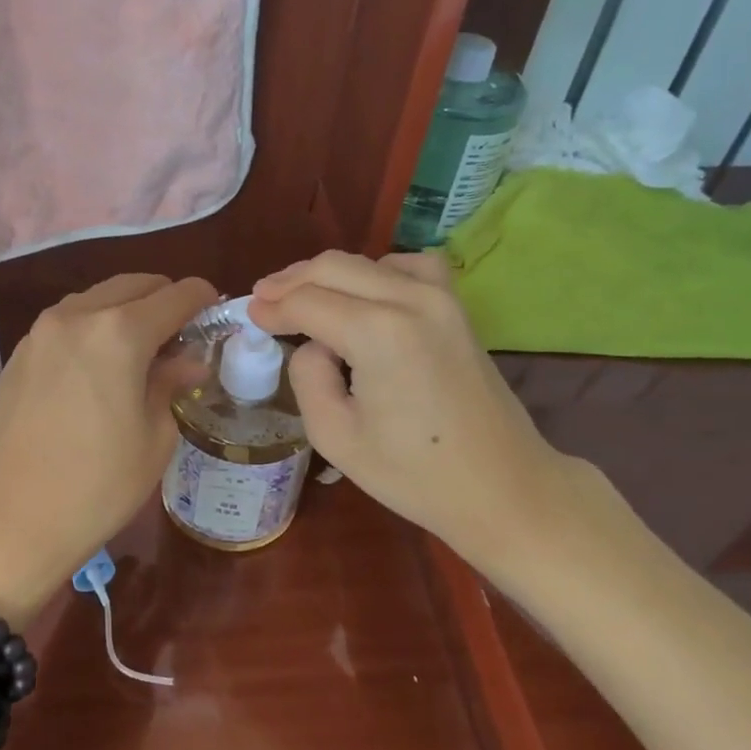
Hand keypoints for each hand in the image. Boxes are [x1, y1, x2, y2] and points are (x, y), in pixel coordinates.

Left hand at [0, 273, 216, 622]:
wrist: (13, 520)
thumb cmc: (99, 485)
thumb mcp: (155, 436)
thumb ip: (172, 382)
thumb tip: (188, 359)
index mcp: (119, 333)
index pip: (176, 295)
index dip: (203, 299)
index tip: (216, 314)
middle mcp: (77, 316)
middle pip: (133, 284)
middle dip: (164, 299)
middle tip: (181, 334)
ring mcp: (40, 332)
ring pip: (96, 297)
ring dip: (125, 309)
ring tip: (140, 349)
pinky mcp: (18, 354)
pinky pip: (66, 322)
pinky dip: (92, 327)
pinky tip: (97, 366)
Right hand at [247, 250, 563, 554]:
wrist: (502, 487)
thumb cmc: (415, 474)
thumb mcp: (336, 436)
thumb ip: (308, 376)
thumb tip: (313, 345)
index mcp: (377, 332)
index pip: (307, 302)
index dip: (271, 307)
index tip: (248, 314)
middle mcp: (410, 299)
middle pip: (333, 268)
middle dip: (291, 282)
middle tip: (262, 299)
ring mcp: (441, 298)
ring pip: (367, 262)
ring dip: (328, 274)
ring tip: (301, 295)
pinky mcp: (457, 307)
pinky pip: (409, 266)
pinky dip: (376, 271)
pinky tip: (364, 294)